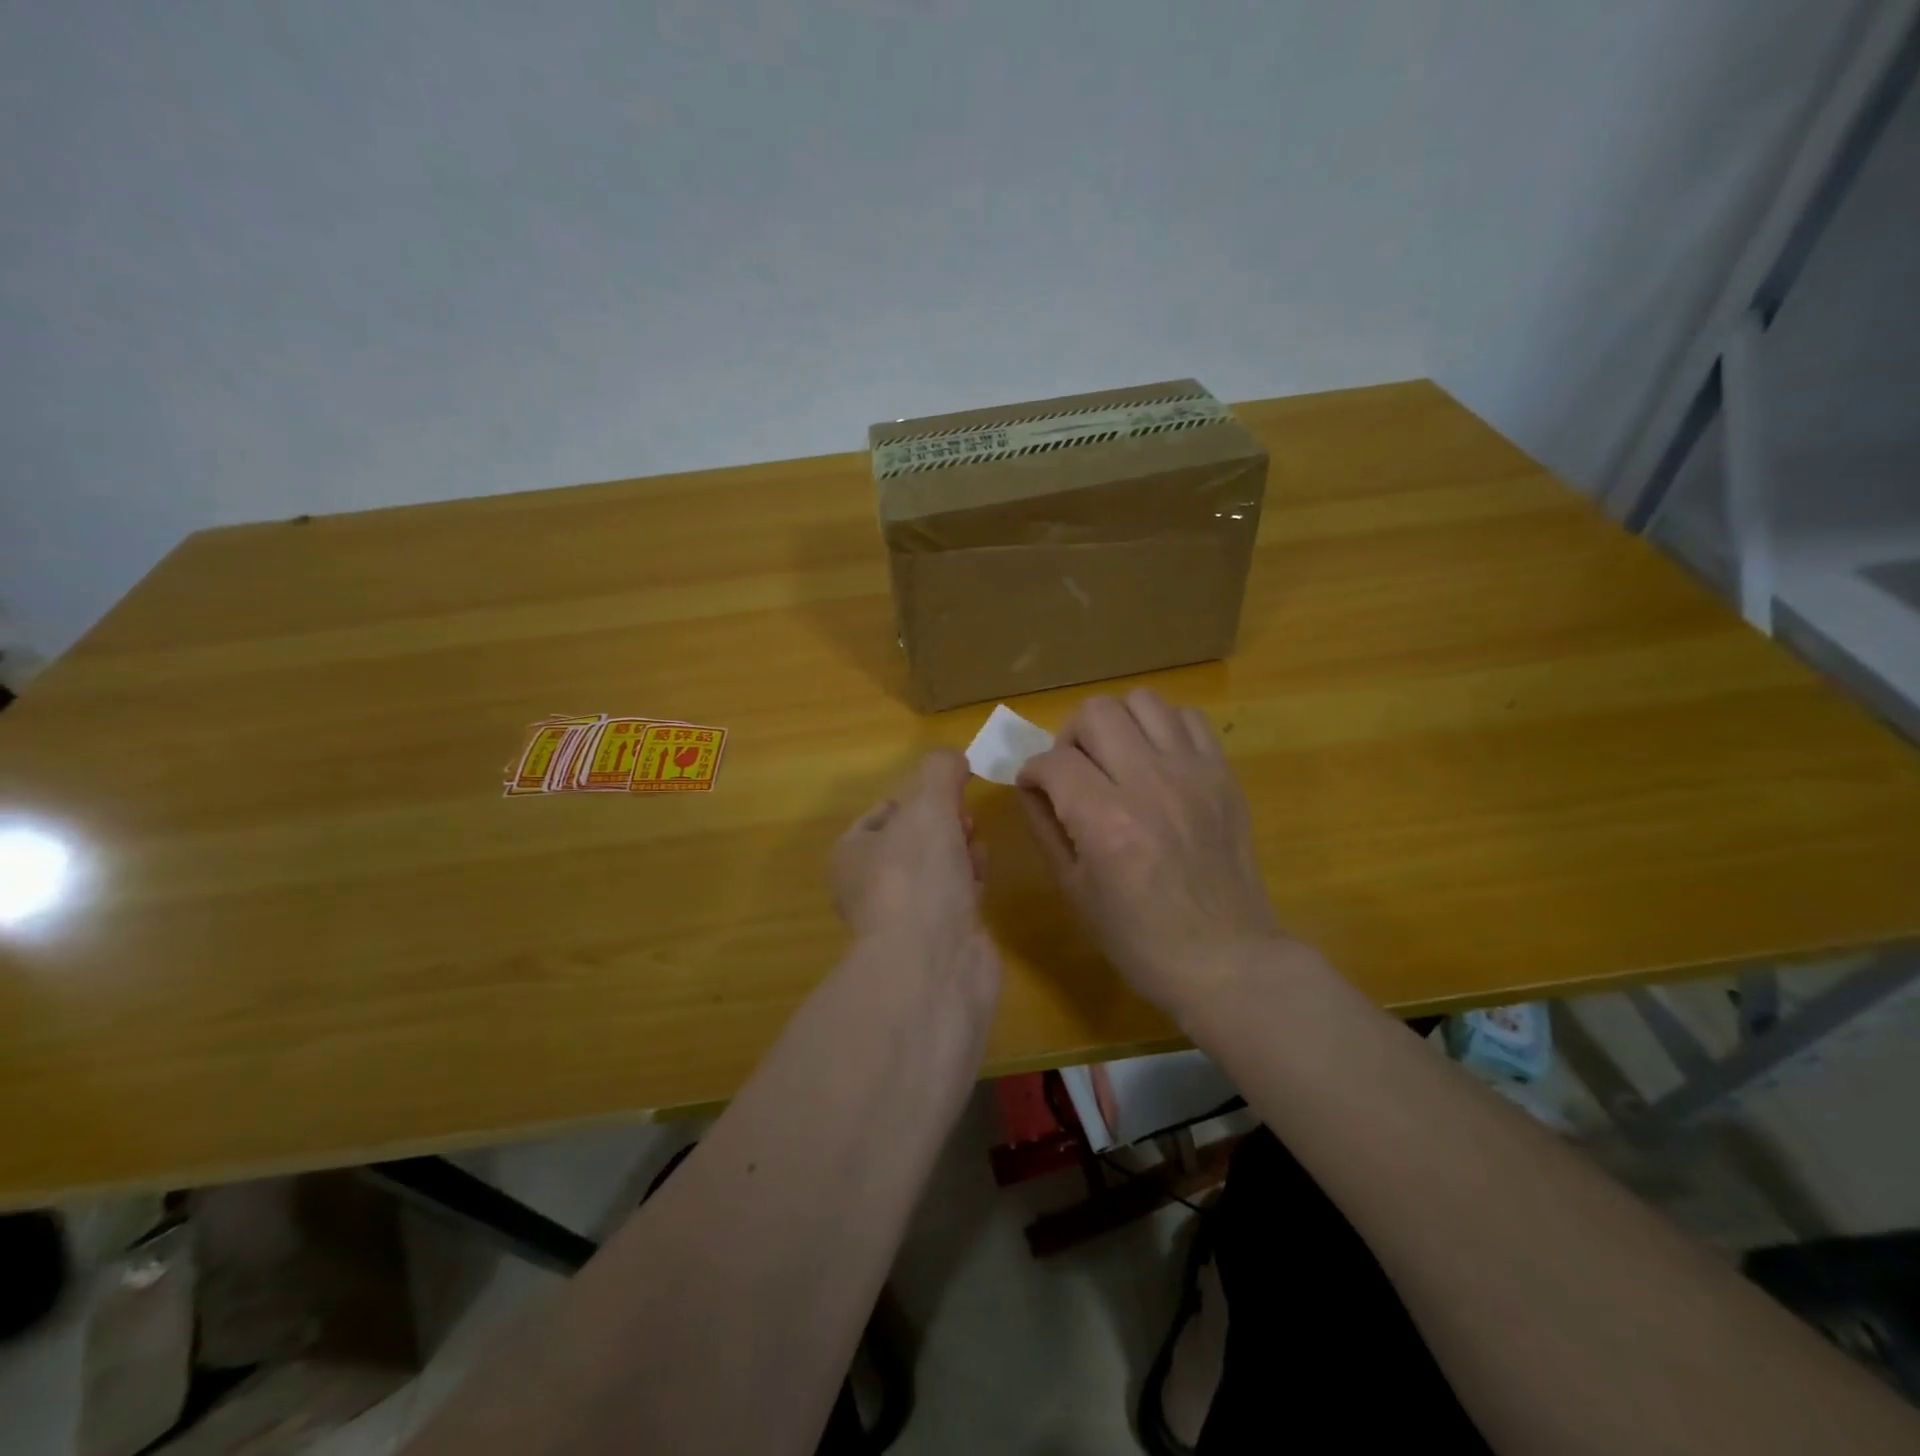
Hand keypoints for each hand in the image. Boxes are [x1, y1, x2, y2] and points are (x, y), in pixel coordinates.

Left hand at [833, 750, 993, 972]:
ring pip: (937, 867)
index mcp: (852, 854)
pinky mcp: (939, 939)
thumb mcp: (926, 804)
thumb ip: (940, 771)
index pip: (885, 811)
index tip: (947, 792)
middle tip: (964, 820)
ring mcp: (906, 917)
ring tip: (975, 844)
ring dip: (959, 850)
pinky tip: (982, 877)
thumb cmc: (917, 875)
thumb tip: (953, 758)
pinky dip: (970, 881)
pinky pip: (956, 897)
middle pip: (914, 839)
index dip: (917, 796)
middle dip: (943, 823)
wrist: (934, 964)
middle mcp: (872, 886)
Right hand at [1016, 689, 1290, 1022]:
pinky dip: (1162, 728)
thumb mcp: (1074, 889)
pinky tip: (1156, 760)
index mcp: (1106, 821)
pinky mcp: (1222, 774)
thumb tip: (1031, 785)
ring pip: (1142, 702)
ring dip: (1116, 724)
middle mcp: (1150, 783)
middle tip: (1074, 771)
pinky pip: (1187, 718)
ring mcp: (1192, 773)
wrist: (1225, 957)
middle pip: (1096, 713)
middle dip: (1070, 738)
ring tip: (1115, 758)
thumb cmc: (1138, 937)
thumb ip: (1046, 826)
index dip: (1033, 772)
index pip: (1053, 762)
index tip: (1035, 788)